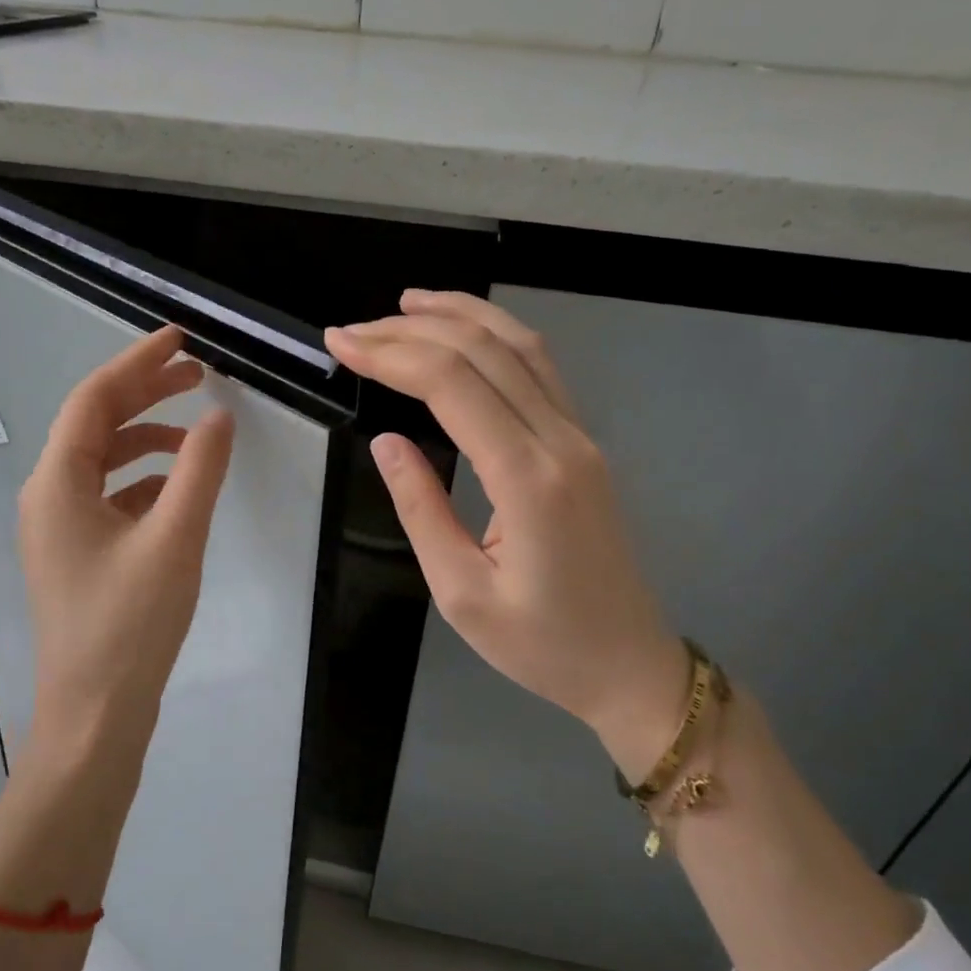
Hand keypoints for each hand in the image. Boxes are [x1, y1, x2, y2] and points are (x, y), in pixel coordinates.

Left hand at [18, 326, 234, 771]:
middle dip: (145, 395)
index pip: (94, 400)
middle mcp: (48, 497)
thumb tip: (218, 416)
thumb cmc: (130, 625)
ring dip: (147, 438)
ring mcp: (59, 529)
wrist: (95, 715)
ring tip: (196, 431)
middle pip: (95, 425)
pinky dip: (144, 480)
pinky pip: (109, 497)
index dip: (137, 364)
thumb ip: (199, 470)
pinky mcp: (77, 555)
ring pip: (103, 462)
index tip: (181, 341)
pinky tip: (179, 490)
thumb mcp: (174, 539)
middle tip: (198, 374)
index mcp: (57, 484)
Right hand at [325, 291, 686, 778]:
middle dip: (411, 330)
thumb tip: (386, 442)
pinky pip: (540, 369)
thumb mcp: (461, 593)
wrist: (629, 666)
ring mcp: (579, 438)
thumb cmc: (541, 645)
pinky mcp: (583, 445)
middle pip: (483, 352)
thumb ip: (421, 509)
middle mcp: (560, 441)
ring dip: (461, 315)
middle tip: (353, 329)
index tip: (341, 344)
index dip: (391, 354)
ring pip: (520, 347)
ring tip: (406, 304)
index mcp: (527, 479)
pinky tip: (465, 332)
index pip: (452, 384)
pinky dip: (496, 336)